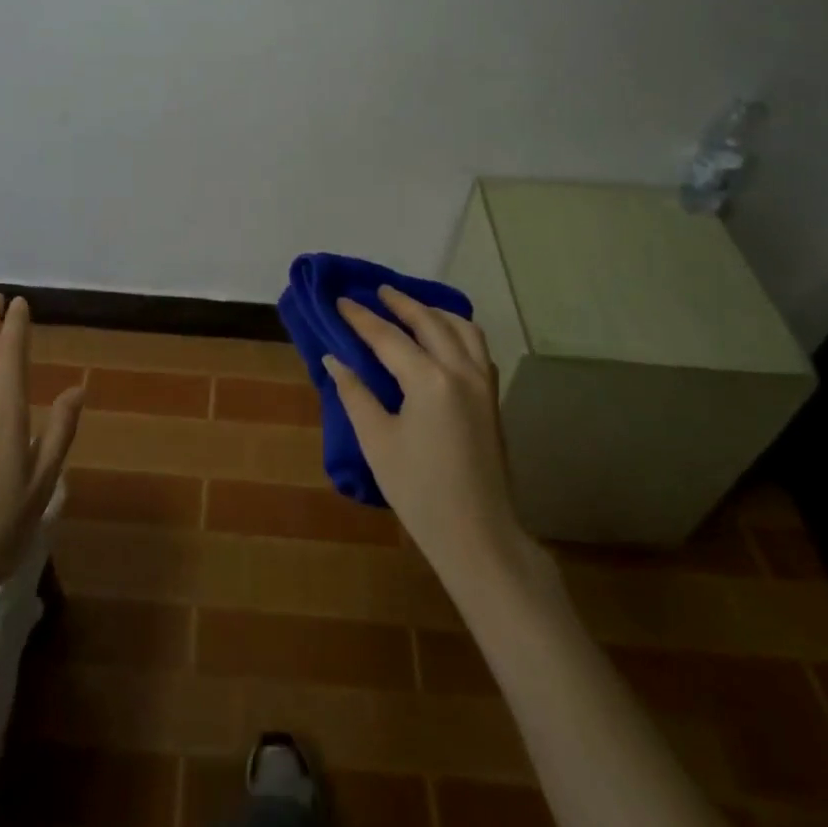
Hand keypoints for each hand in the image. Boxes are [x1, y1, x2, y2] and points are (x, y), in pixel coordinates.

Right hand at [329, 288, 527, 586]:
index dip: (361, 318)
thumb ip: (355, 394)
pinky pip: (477, 347)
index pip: (387, 336)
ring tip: (412, 307)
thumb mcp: (377, 442)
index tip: (340, 300)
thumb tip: (335, 359)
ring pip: (462, 328)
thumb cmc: (419, 491)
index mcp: (429, 380)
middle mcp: (460, 370)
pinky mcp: (492, 398)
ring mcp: (482, 383)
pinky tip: (443, 339)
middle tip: (377, 291)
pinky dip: (457, 331)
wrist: (478, 535)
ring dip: (435, 312)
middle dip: (400, 303)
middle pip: (429, 322)